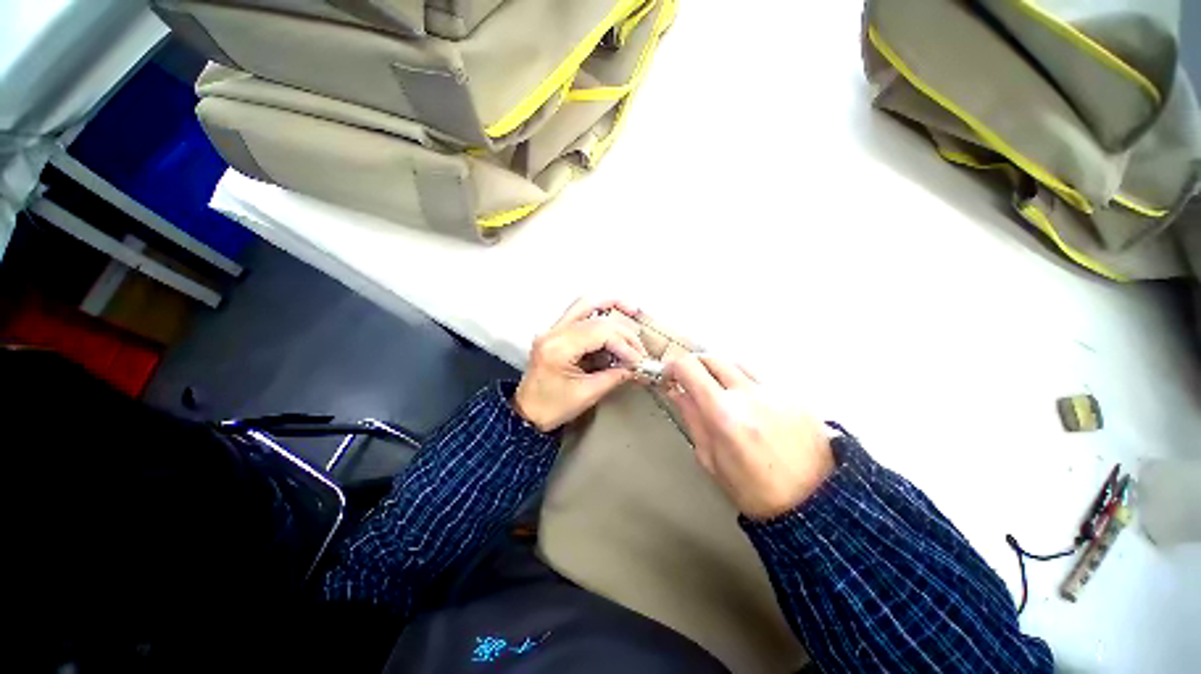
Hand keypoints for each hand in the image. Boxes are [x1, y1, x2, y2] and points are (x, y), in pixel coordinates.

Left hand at [513, 298, 647, 431]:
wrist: (527, 413)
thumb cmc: (552, 408)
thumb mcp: (587, 394)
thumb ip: (614, 376)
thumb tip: (635, 366)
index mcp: (558, 347)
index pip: (600, 332)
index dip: (625, 345)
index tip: (638, 361)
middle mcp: (553, 332)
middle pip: (594, 311)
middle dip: (621, 329)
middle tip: (638, 349)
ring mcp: (552, 331)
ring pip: (584, 304)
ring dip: (610, 306)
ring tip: (632, 312)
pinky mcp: (555, 334)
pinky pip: (580, 315)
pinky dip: (600, 318)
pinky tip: (615, 331)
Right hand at [665, 354, 834, 519]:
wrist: (811, 496)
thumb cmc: (757, 491)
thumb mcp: (714, 464)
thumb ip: (695, 423)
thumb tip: (679, 394)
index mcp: (725, 414)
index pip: (690, 368)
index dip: (674, 368)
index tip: (670, 377)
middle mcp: (750, 393)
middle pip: (714, 358)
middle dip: (698, 367)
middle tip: (693, 385)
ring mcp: (775, 390)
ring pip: (740, 365)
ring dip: (724, 373)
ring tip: (723, 397)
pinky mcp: (795, 393)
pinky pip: (764, 379)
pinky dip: (750, 387)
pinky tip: (753, 409)